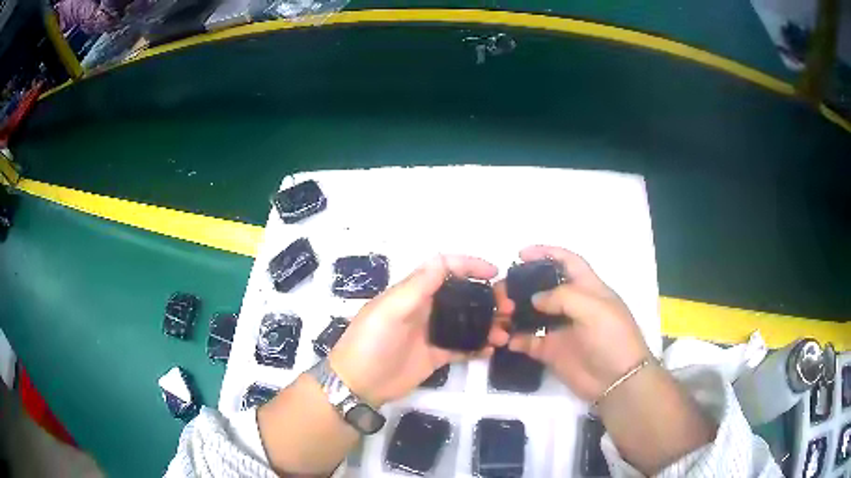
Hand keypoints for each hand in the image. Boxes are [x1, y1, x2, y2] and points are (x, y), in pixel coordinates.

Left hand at [329, 255, 508, 405]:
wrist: (358, 384)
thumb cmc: (371, 342)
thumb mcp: (389, 310)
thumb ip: (417, 286)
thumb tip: (443, 259)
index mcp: (413, 292)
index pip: (445, 269)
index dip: (469, 266)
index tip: (494, 273)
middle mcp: (426, 309)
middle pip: (462, 295)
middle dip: (487, 297)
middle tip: (508, 308)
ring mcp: (432, 333)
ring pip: (466, 322)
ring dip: (487, 324)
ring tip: (504, 333)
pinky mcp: (436, 355)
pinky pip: (462, 347)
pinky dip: (478, 347)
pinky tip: (491, 349)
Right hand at [497, 245, 650, 401]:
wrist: (617, 381)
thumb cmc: (612, 338)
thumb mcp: (594, 309)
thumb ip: (563, 297)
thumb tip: (535, 299)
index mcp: (588, 288)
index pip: (567, 262)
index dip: (547, 253)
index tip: (521, 254)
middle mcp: (572, 306)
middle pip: (544, 287)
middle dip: (523, 285)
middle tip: (503, 291)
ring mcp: (561, 329)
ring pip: (532, 314)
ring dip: (514, 312)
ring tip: (499, 314)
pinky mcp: (552, 351)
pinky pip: (528, 341)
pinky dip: (515, 339)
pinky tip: (504, 339)